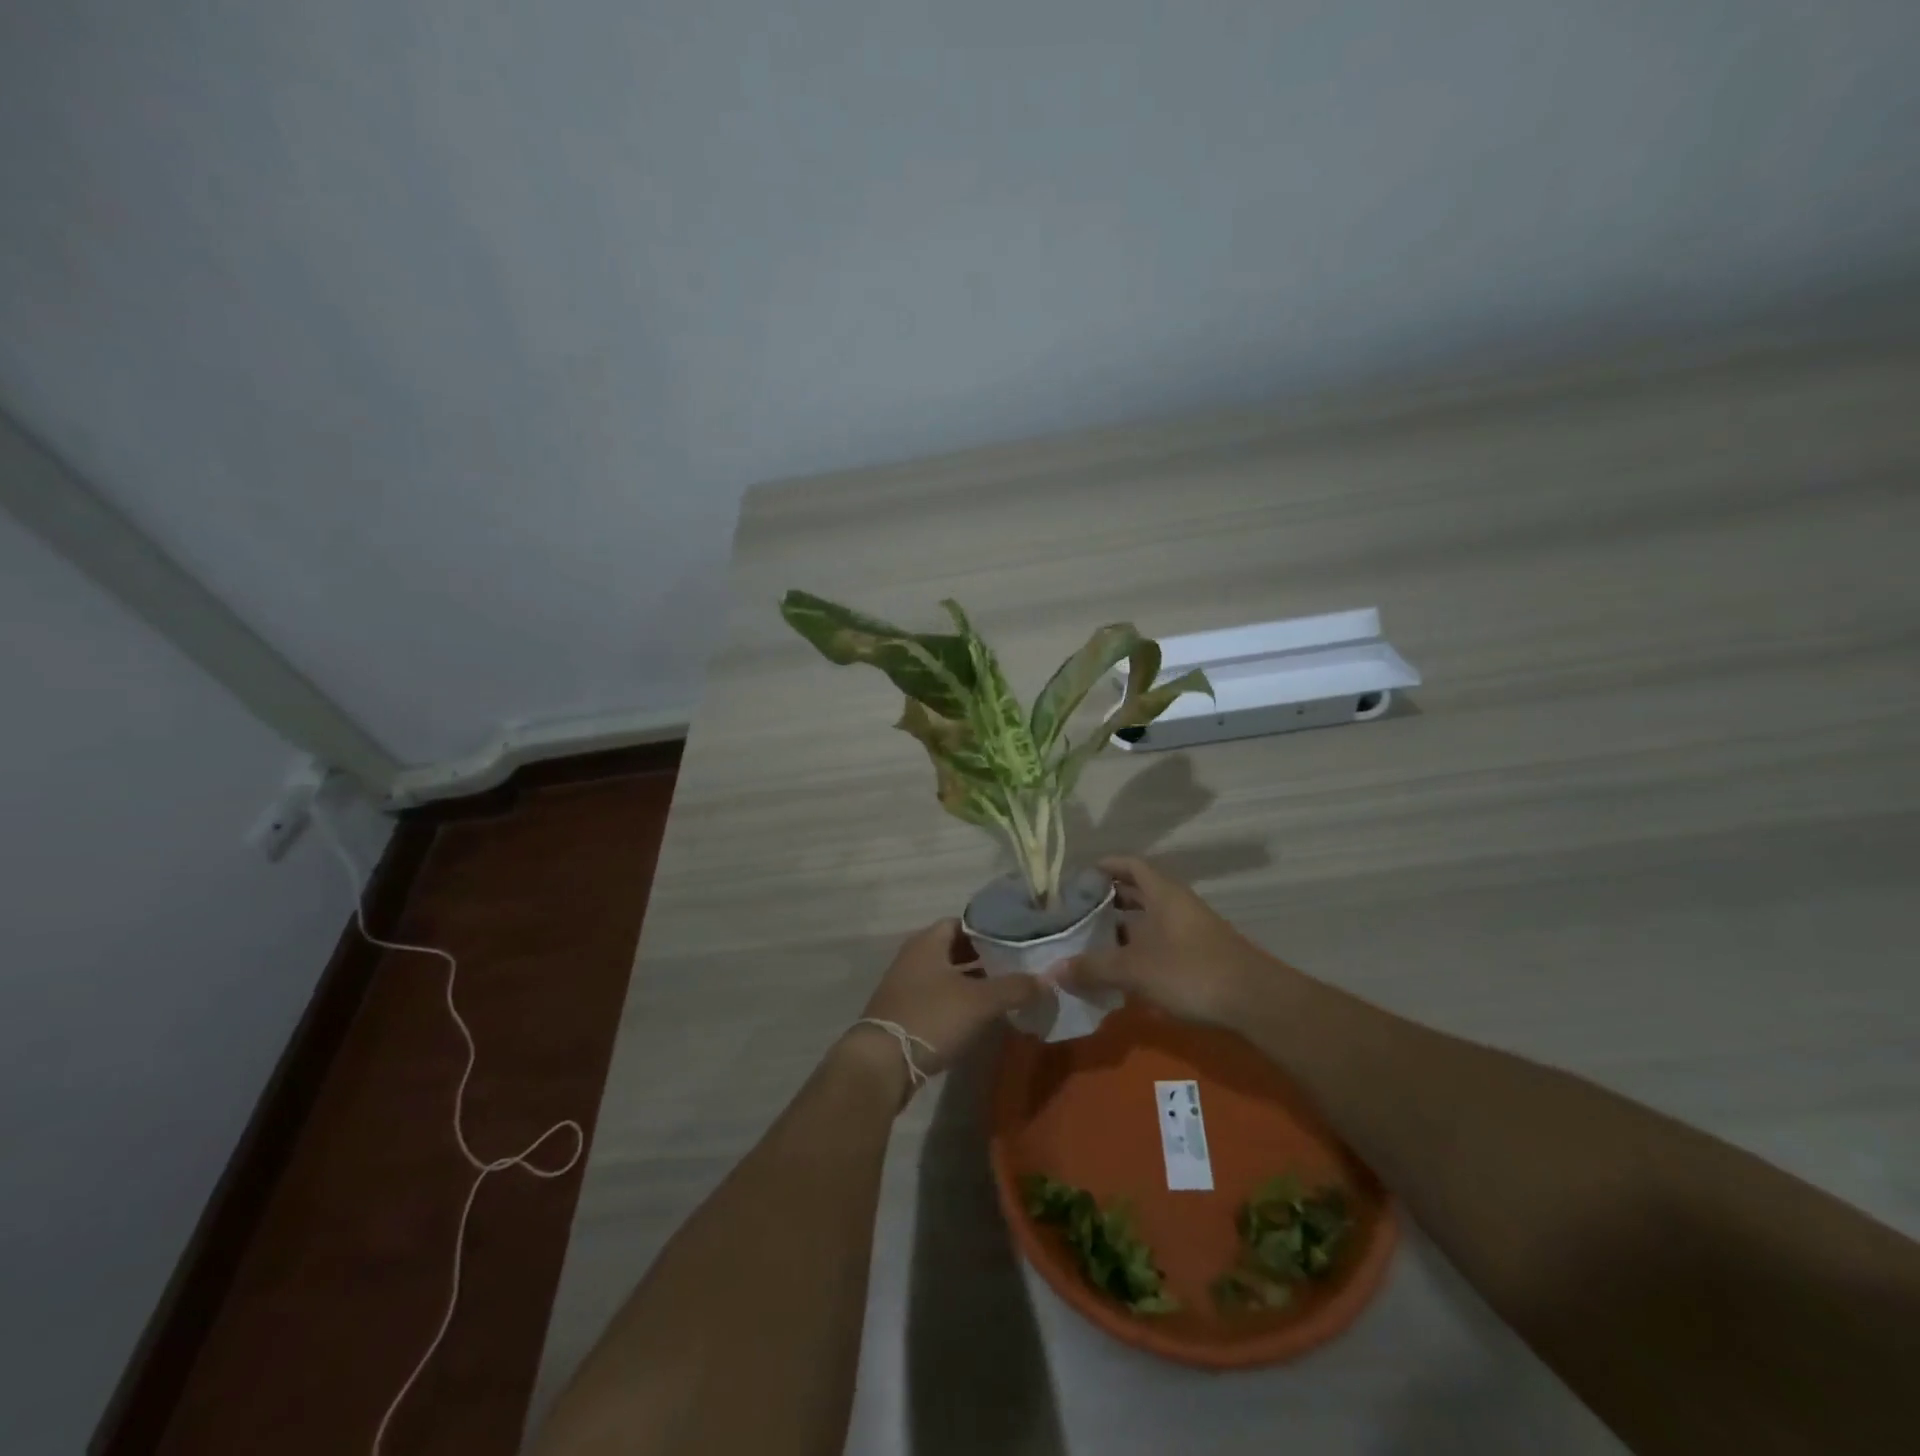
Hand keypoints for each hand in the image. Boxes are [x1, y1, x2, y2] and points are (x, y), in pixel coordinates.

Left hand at [843, 918, 1040, 1092]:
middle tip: (1015, 967)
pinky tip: (979, 1016)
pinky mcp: (904, 1012)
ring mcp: (906, 985)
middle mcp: (914, 956)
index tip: (1016, 941)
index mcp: (928, 942)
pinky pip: (937, 997)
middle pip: (954, 949)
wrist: (882, 1063)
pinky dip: (958, 1002)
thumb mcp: (980, 1001)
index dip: (989, 930)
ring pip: (946, 975)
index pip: (963, 922)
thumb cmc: (932, 1017)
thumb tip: (1048, 979)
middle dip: (984, 957)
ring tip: (1004, 991)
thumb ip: (1016, 987)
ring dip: (971, 982)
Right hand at [1056, 855, 1284, 1025]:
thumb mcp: (1134, 969)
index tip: (1078, 877)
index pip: (1130, 865)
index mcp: (1162, 893)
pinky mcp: (1199, 955)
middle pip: (1139, 891)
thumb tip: (1053, 970)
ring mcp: (1191, 929)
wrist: (1254, 1001)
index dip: (1105, 866)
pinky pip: (1161, 941)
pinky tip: (1123, 970)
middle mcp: (1177, 904)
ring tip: (1092, 942)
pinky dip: (1139, 949)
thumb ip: (1093, 967)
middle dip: (1109, 899)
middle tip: (1078, 912)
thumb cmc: (1190, 971)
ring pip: (1150, 919)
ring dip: (1123, 927)